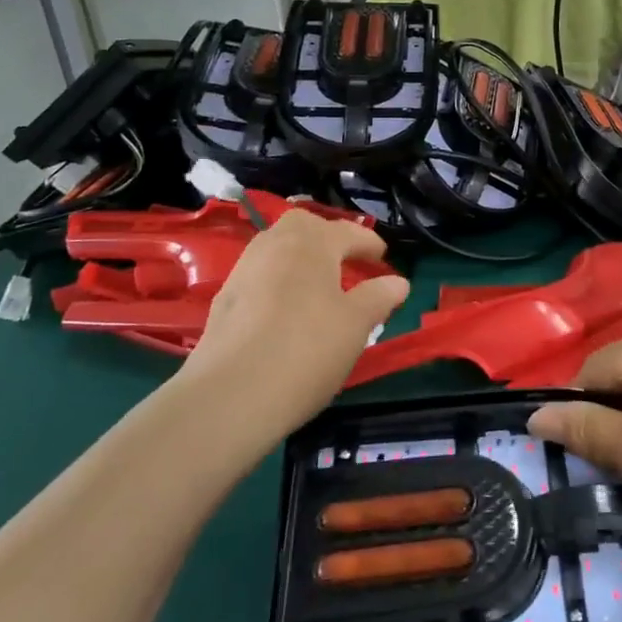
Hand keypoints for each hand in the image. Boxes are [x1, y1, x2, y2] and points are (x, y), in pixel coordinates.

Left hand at [181, 211, 409, 444]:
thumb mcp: (355, 325)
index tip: (382, 256)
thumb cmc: (306, 351)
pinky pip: (259, 276)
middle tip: (344, 260)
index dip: (368, 243)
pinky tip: (285, 309)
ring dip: (299, 257)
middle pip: (302, 225)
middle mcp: (274, 246)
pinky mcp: (223, 301)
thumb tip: (398, 282)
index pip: (347, 232)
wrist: (230, 396)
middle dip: (325, 236)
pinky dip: (278, 281)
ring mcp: (244, 271)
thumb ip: (378, 298)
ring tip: (317, 284)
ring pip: (276, 248)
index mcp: (312, 244)